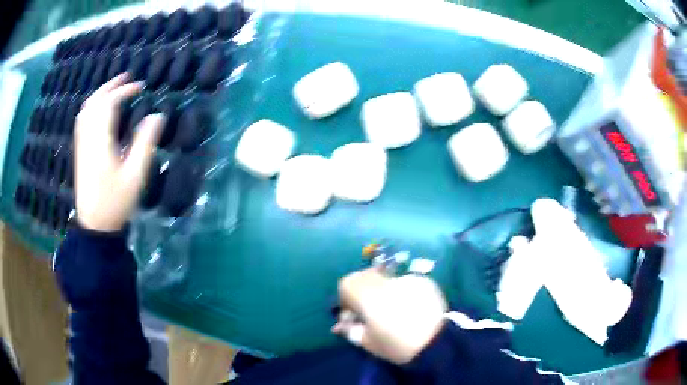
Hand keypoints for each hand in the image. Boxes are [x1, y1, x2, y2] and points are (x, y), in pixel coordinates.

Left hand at [75, 74, 163, 231]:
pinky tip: (99, 109)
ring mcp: (82, 145)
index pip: (109, 105)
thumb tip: (157, 116)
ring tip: (114, 88)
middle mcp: (88, 139)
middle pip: (94, 103)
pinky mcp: (80, 152)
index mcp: (101, 142)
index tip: (140, 87)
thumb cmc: (116, 202)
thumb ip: (145, 143)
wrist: (95, 225)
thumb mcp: (135, 175)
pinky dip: (91, 107)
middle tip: (126, 77)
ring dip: (99, 94)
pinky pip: (82, 121)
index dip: (124, 91)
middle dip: (110, 86)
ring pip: (86, 110)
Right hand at [333, 267, 447, 364]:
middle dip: (364, 291)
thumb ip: (350, 330)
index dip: (346, 298)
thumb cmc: (396, 345)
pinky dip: (403, 292)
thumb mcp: (367, 343)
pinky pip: (405, 283)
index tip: (353, 314)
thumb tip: (342, 324)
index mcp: (367, 295)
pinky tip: (412, 307)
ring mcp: (407, 278)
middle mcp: (385, 281)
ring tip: (395, 310)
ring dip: (384, 290)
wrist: (437, 342)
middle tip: (371, 311)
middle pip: (366, 275)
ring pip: (387, 278)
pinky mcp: (424, 281)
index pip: (346, 283)